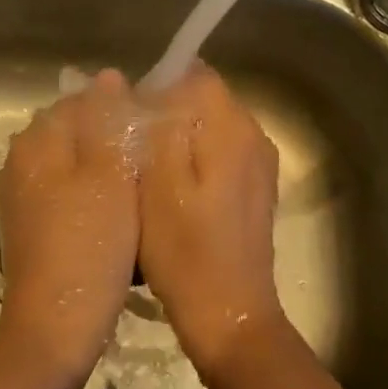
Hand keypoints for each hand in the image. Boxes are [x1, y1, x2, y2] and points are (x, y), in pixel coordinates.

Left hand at [0, 69, 140, 378]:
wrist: (56, 324)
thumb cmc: (90, 245)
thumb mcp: (109, 175)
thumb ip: (107, 122)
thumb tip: (108, 77)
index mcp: (37, 141)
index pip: (81, 100)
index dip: (120, 109)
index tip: (153, 132)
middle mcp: (21, 161)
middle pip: (75, 132)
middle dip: (112, 140)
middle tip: (152, 164)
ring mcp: (22, 196)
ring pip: (73, 165)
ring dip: (105, 170)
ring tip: (140, 191)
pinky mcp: (31, 226)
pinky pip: (67, 194)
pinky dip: (92, 197)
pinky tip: (118, 218)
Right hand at [136, 63, 289, 378]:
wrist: (229, 314)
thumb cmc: (184, 251)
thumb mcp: (156, 184)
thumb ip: (157, 126)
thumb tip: (147, 86)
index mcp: (231, 127)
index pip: (192, 74)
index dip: (154, 87)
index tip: (128, 121)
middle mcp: (254, 135)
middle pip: (202, 99)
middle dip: (164, 114)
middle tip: (130, 153)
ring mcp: (259, 165)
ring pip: (208, 128)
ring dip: (177, 141)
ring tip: (146, 177)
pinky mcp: (255, 190)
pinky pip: (218, 155)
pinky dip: (193, 164)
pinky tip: (171, 197)